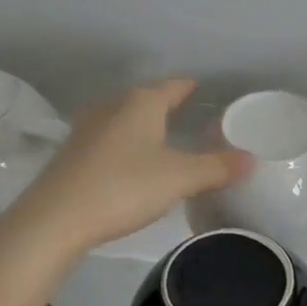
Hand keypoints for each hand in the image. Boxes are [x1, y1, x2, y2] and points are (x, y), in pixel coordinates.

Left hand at [0, 78, 252, 257]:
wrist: (54, 219)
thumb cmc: (123, 187)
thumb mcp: (179, 179)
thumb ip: (216, 168)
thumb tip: (251, 159)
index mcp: (141, 103)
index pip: (172, 86)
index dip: (188, 87)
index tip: (201, 88)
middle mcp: (112, 107)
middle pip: (144, 98)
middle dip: (164, 105)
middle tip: (186, 115)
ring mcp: (87, 129)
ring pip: (122, 118)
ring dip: (140, 125)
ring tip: (158, 138)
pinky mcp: (71, 154)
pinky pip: (107, 140)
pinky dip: (123, 145)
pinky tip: (127, 163)